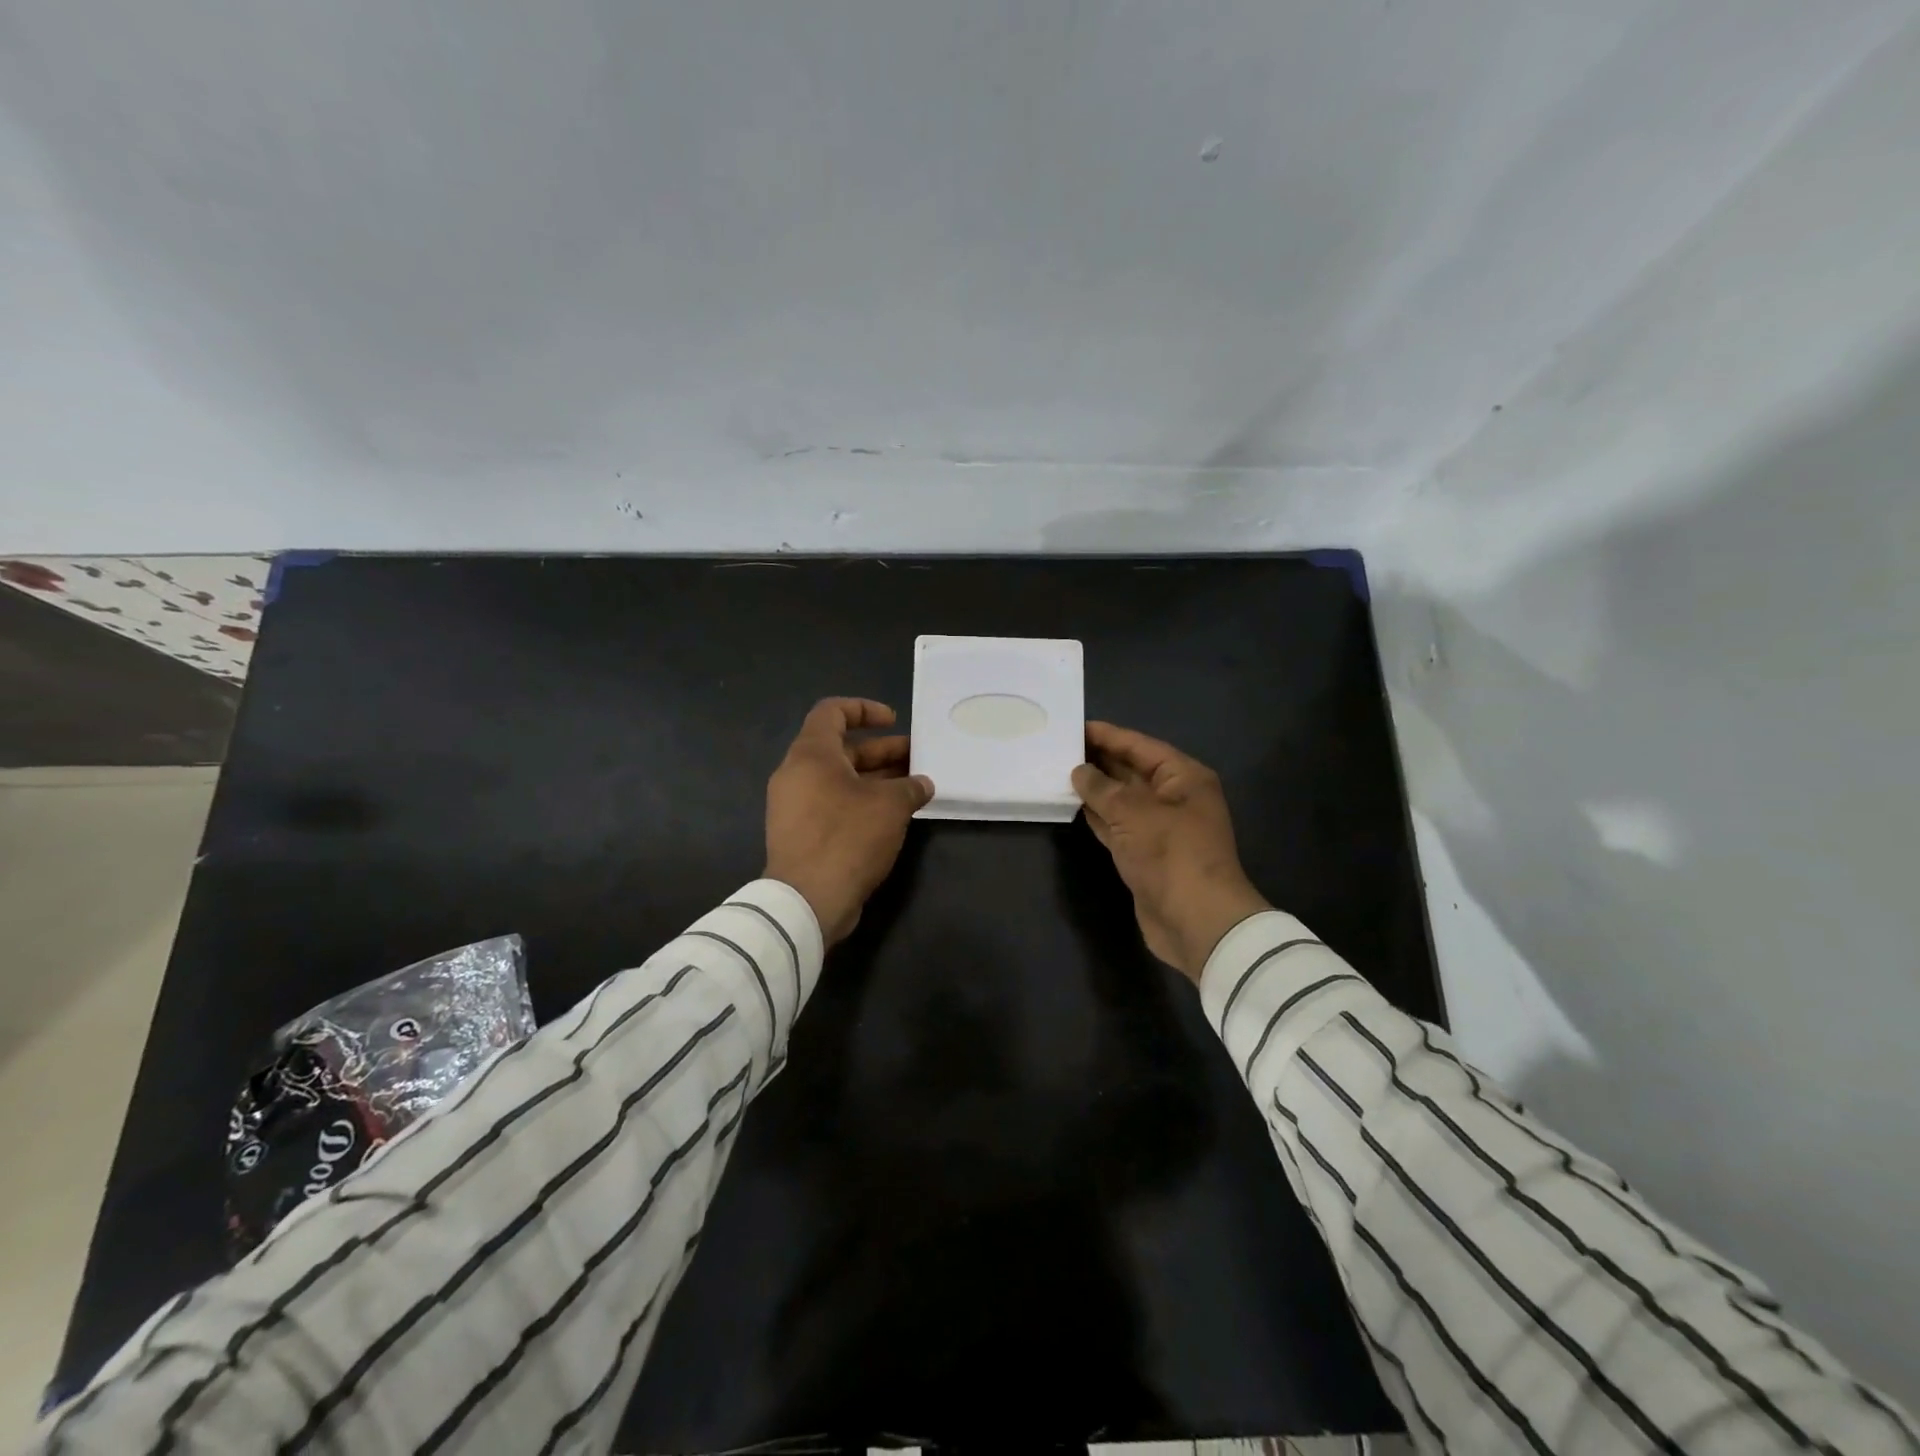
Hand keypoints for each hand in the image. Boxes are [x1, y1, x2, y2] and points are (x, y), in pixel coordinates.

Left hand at [765, 698, 934, 945]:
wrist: (807, 900)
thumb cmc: (847, 837)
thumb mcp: (890, 806)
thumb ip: (910, 788)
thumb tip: (923, 784)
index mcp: (811, 754)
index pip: (832, 711)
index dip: (865, 709)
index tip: (894, 721)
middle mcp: (797, 774)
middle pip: (841, 749)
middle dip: (881, 751)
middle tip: (917, 759)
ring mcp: (795, 806)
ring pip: (839, 780)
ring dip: (875, 779)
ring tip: (912, 788)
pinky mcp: (800, 833)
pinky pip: (833, 804)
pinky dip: (861, 802)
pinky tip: (892, 816)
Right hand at [1072, 721, 1269, 982]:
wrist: (1196, 920)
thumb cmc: (1170, 854)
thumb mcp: (1133, 812)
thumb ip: (1101, 788)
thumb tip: (1079, 771)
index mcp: (1183, 777)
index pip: (1140, 746)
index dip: (1108, 735)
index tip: (1074, 726)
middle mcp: (1174, 797)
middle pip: (1131, 770)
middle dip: (1099, 760)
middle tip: (1059, 747)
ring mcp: (1160, 828)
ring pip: (1121, 799)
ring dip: (1094, 789)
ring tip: (1058, 771)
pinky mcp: (1145, 854)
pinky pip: (1117, 825)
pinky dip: (1097, 816)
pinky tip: (1073, 805)